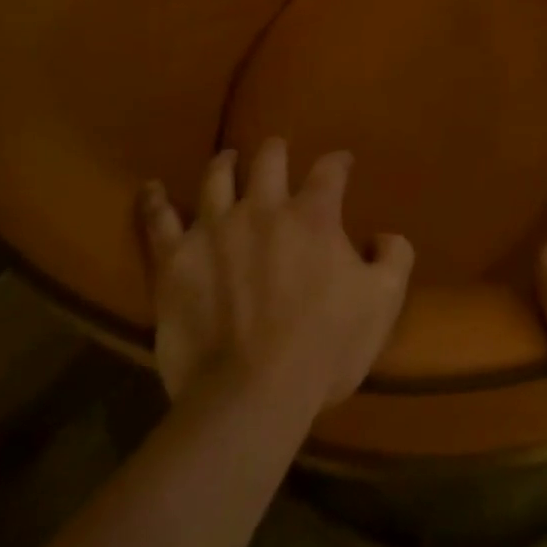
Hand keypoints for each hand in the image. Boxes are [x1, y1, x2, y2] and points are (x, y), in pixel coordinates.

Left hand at [136, 139, 413, 417]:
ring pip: (216, 177)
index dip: (338, 162)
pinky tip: (151, 188)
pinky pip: (158, 219)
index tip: (342, 164)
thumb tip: (385, 235)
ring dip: (226, 164)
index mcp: (313, 215)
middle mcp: (263, 207)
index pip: (329, 170)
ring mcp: (214, 229)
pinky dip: (155, 200)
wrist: (251, 395)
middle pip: (269, 160)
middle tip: (278, 153)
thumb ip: (394, 257)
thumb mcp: (384, 301)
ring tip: (228, 160)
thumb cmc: (325, 348)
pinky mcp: (174, 259)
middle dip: (277, 151)